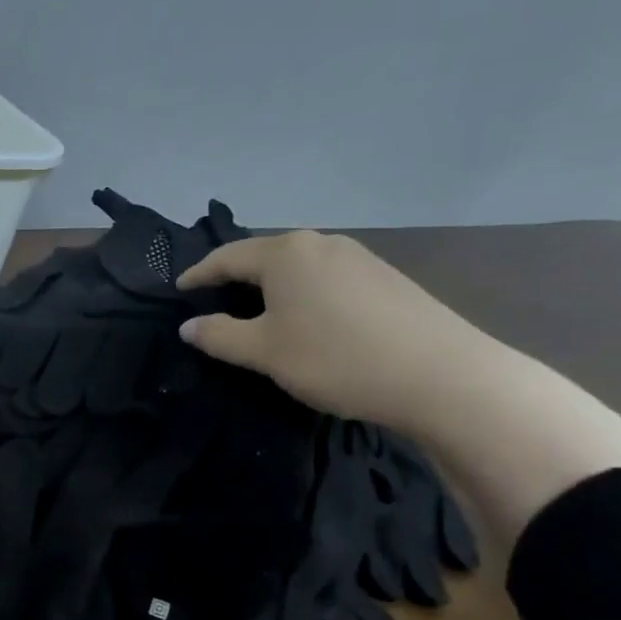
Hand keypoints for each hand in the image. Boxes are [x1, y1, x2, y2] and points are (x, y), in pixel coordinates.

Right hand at [177, 230, 492, 432]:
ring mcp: (359, 258)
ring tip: (258, 311)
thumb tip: (188, 326)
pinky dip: (304, 294)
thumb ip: (219, 336)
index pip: (227, 257)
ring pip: (299, 267)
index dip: (199, 274)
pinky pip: (327, 279)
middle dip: (236, 277)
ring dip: (272, 286)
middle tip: (215, 300)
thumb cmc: (335, 358)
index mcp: (286, 253)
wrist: (441, 376)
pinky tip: (308, 319)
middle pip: (265, 256)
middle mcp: (321, 243)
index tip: (179, 290)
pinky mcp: (386, 278)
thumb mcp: (264, 352)